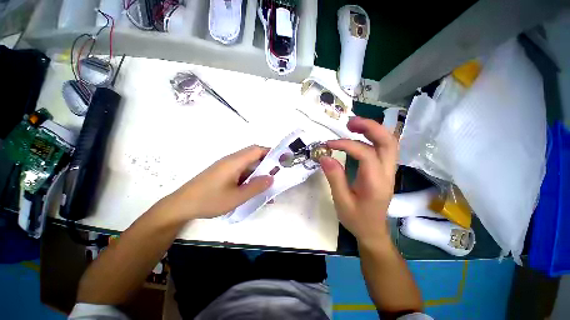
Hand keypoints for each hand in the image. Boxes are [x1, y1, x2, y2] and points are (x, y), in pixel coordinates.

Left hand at [162, 146, 273, 220]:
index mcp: (235, 161)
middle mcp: (231, 160)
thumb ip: (256, 187)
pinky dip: (250, 177)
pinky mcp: (223, 173)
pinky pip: (241, 171)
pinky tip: (254, 189)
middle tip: (277, 173)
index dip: (271, 152)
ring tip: (269, 183)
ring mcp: (226, 166)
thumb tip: (272, 178)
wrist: (181, 205)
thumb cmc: (209, 200)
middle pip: (253, 155)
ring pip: (248, 164)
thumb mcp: (237, 197)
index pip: (257, 150)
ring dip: (259, 171)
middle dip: (267, 162)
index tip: (282, 160)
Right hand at [319, 117, 397, 244]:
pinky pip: (384, 148)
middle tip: (349, 122)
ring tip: (353, 126)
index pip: (366, 154)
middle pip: (388, 142)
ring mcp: (389, 171)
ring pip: (389, 142)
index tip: (329, 144)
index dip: (347, 144)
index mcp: (376, 183)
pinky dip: (373, 137)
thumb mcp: (341, 201)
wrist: (373, 231)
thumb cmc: (357, 219)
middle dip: (370, 127)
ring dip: (373, 130)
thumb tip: (324, 156)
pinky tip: (360, 136)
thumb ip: (334, 178)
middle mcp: (387, 173)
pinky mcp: (384, 171)